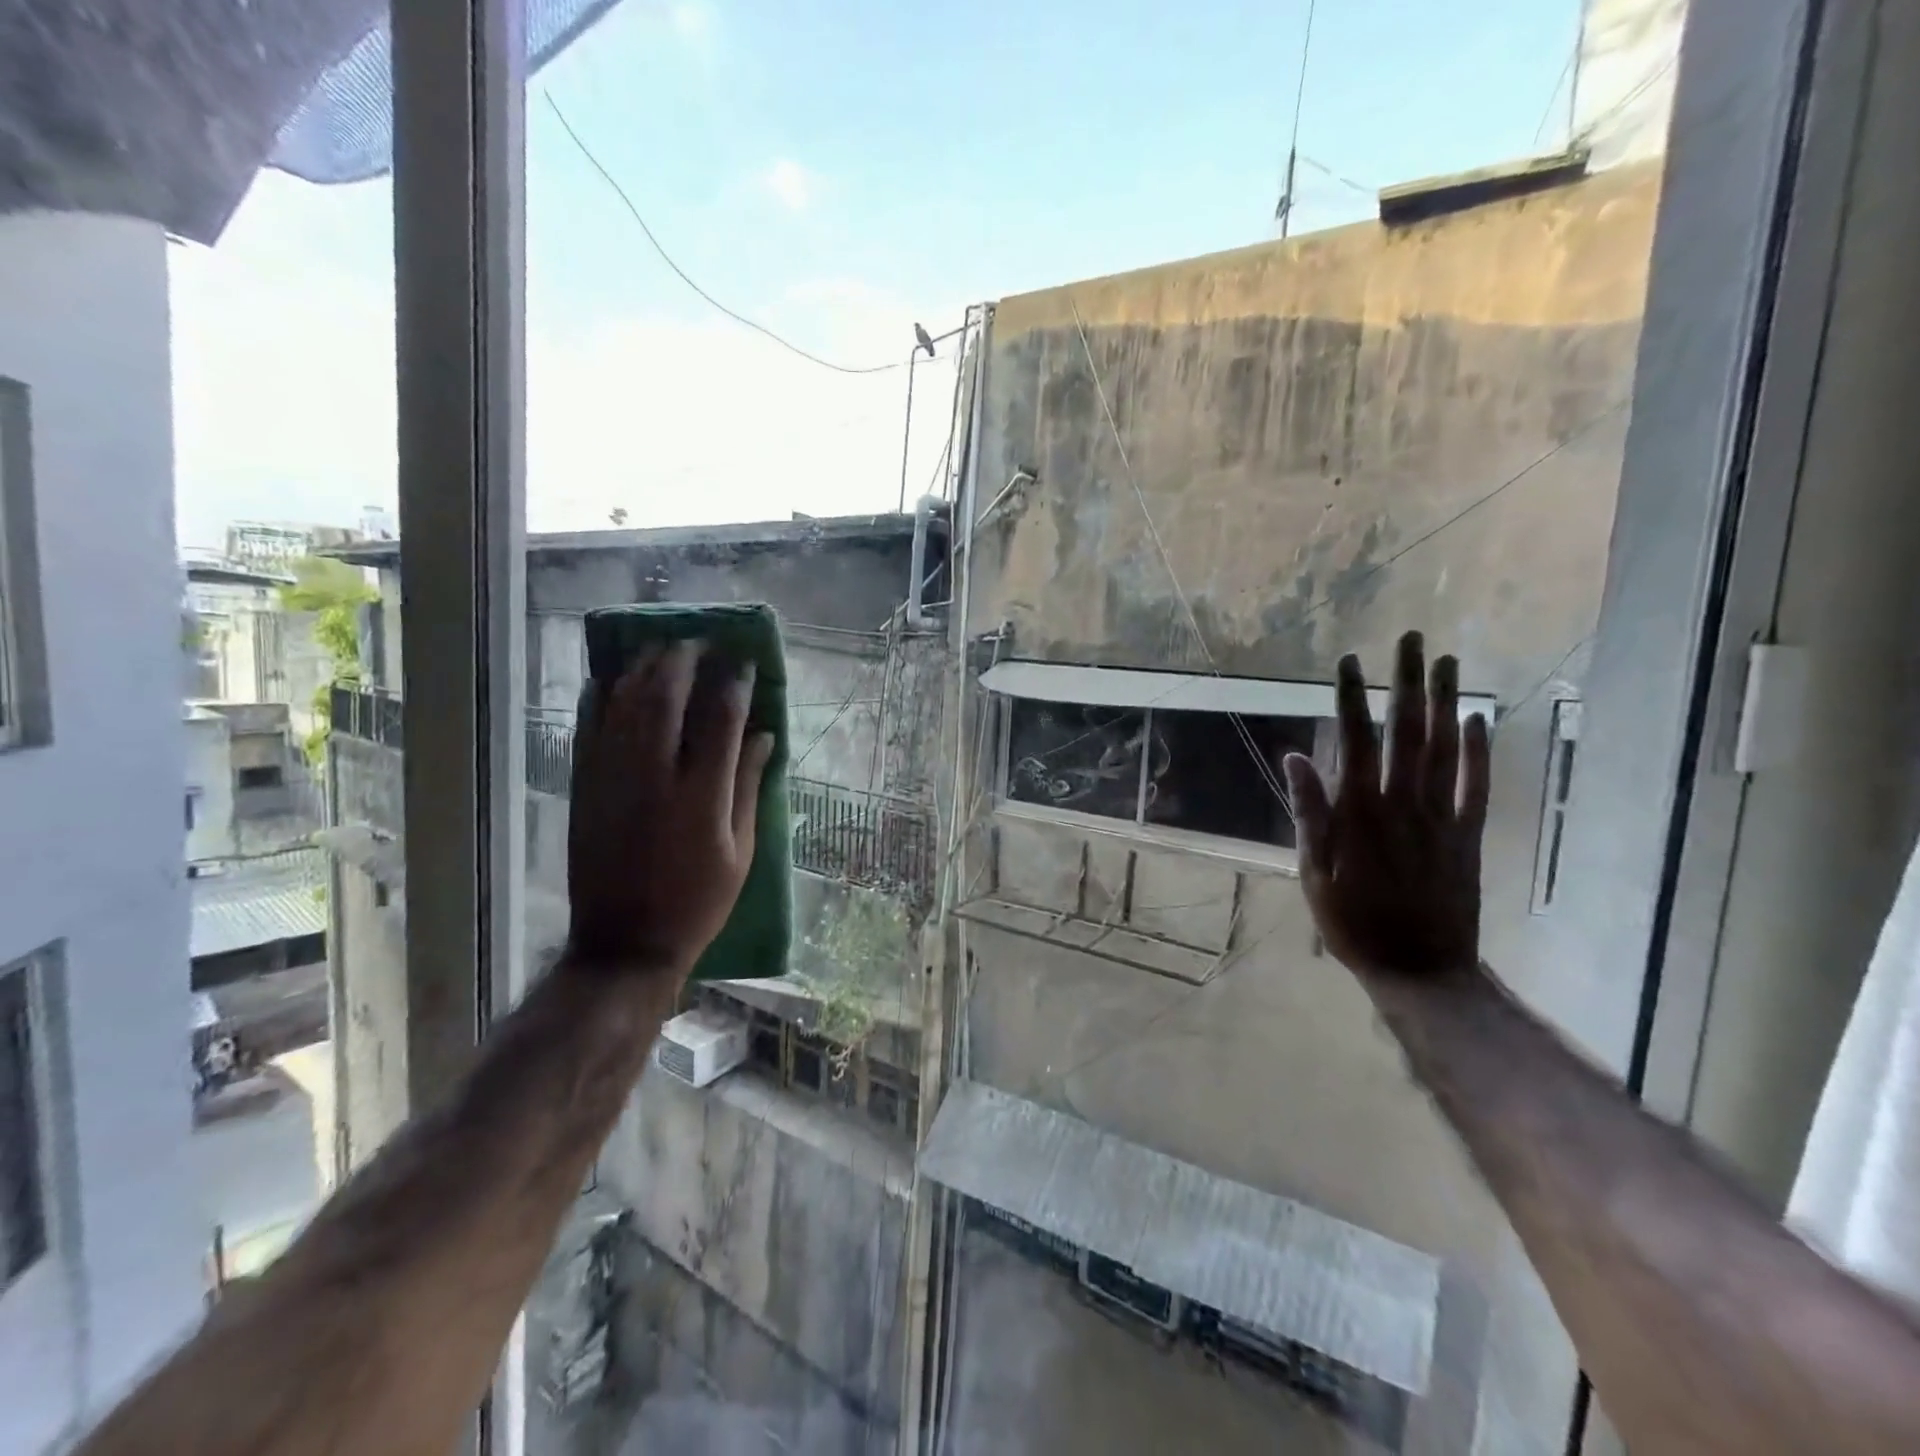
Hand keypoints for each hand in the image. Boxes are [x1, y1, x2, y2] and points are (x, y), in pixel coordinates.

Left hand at [565, 640, 774, 980]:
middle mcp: (656, 775)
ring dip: (643, 668)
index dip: (734, 683)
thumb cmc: (697, 901)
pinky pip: (589, 728)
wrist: (625, 942)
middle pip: (667, 697)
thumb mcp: (740, 851)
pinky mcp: (585, 787)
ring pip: (625, 704)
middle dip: (684, 661)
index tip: (743, 662)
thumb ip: (750, 787)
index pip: (721, 718)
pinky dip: (600, 697)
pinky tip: (611, 678)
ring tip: (660, 647)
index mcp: (703, 794)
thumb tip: (764, 736)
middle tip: (698, 643)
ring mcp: (613, 778)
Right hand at [1281, 631, 1489, 988]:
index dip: (1351, 698)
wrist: (1421, 970)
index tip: (1348, 661)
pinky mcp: (1469, 835)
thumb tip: (1295, 757)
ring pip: (1445, 749)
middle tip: (1410, 640)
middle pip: (1407, 732)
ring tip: (1446, 662)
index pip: (1356, 741)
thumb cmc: (1353, 923)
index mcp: (1359, 813)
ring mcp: (1442, 818)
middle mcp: (1403, 804)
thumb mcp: (1313, 872)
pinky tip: (1478, 719)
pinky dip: (1480, 751)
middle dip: (1406, 683)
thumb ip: (1308, 812)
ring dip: (1445, 702)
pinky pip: (1477, 786)